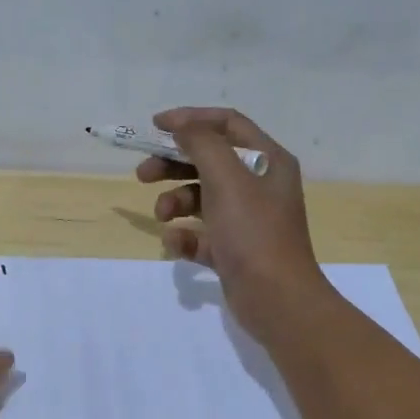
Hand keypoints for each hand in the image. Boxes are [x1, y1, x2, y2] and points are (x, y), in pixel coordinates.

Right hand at [137, 107, 333, 342]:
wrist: (277, 300)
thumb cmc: (253, 231)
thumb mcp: (226, 178)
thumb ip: (201, 143)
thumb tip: (181, 126)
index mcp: (268, 160)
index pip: (227, 124)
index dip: (191, 119)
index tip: (155, 126)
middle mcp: (260, 185)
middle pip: (208, 160)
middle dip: (172, 164)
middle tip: (142, 174)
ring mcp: (247, 219)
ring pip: (201, 197)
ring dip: (175, 201)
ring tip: (162, 215)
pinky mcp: (234, 249)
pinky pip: (201, 233)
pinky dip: (185, 235)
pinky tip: (177, 244)